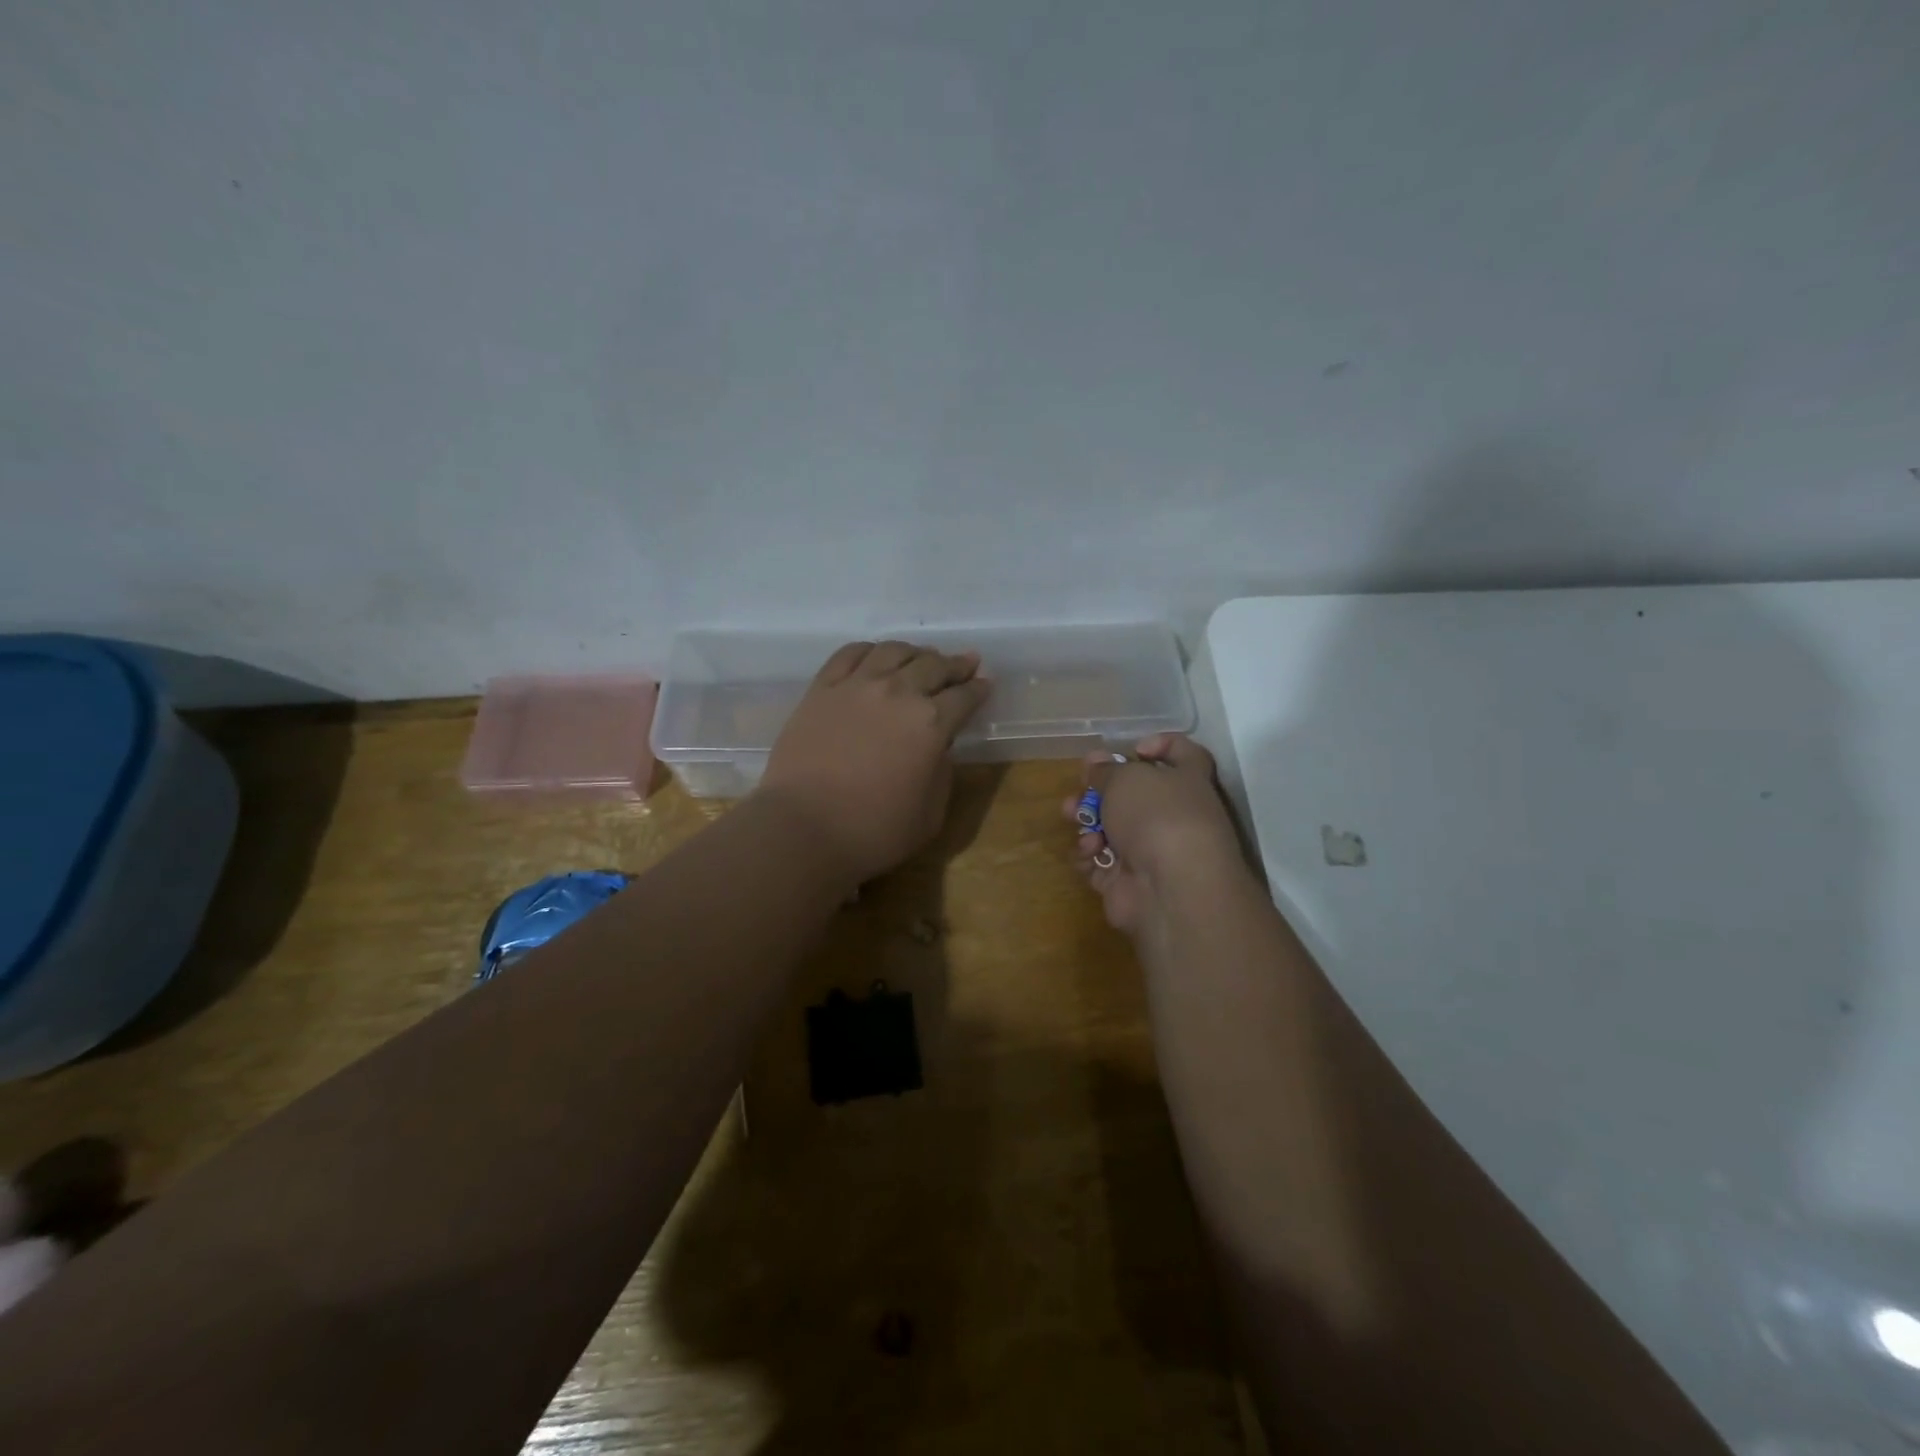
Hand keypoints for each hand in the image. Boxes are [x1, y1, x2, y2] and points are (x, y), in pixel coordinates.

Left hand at [759, 641, 990, 882]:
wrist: (804, 828)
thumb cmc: (874, 831)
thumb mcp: (931, 814)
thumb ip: (942, 773)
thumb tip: (937, 748)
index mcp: (932, 723)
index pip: (964, 696)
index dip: (979, 689)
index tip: (986, 684)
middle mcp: (898, 693)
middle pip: (933, 666)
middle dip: (954, 665)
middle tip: (964, 664)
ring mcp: (856, 685)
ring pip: (893, 651)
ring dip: (915, 652)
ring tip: (922, 658)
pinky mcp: (822, 689)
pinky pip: (849, 654)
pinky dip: (870, 650)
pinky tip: (876, 655)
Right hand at [1062, 733, 1243, 933]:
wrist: (1170, 888)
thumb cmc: (1156, 816)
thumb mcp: (1126, 778)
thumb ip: (1106, 770)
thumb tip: (1096, 763)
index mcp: (1187, 781)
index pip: (1184, 754)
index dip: (1161, 745)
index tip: (1132, 749)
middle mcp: (1174, 815)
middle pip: (1134, 796)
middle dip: (1100, 790)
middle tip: (1080, 789)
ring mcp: (1152, 852)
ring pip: (1113, 829)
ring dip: (1089, 821)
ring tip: (1072, 817)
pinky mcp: (1129, 882)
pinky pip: (1102, 862)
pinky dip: (1090, 856)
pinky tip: (1087, 853)